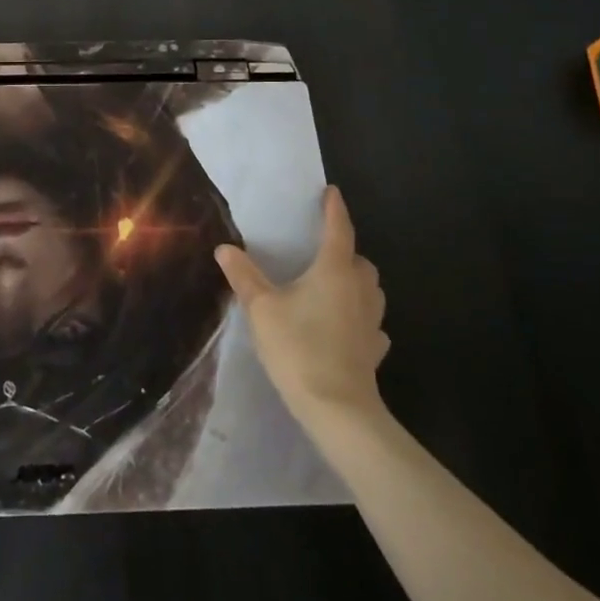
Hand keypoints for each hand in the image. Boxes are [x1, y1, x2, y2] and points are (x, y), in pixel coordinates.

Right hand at [214, 185, 389, 424]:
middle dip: (344, 250)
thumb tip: (225, 248)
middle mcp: (359, 289)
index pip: (338, 230)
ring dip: (354, 281)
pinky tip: (343, 326)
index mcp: (334, 271)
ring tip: (330, 286)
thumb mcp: (261, 308)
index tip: (331, 192)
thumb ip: (244, 276)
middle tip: (321, 250)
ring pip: (369, 289)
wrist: (337, 408)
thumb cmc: (298, 347)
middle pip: (359, 260)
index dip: (334, 209)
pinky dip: (358, 316)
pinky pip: (370, 322)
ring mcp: (372, 321)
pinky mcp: (374, 348)